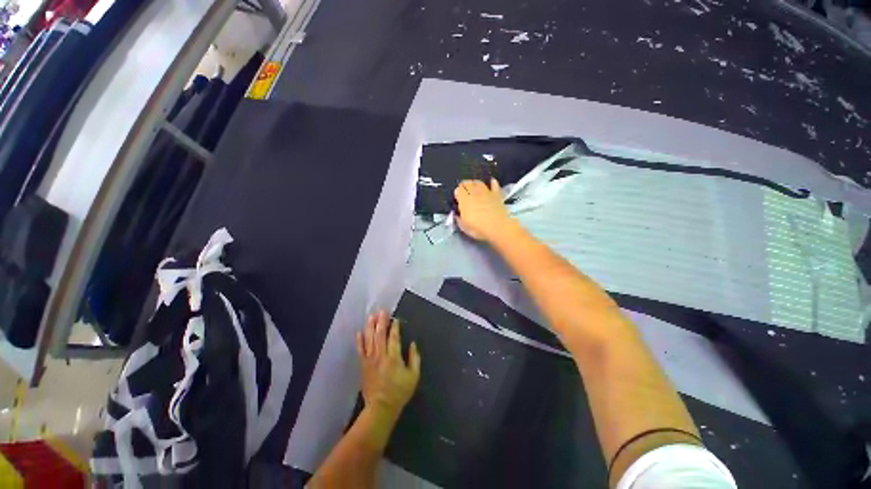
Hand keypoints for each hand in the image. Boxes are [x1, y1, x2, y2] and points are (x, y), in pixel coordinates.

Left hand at [356, 311, 420, 419]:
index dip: (394, 327)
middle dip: (381, 321)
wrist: (381, 408)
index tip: (395, 318)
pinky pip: (360, 350)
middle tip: (382, 310)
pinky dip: (359, 341)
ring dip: (370, 326)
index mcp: (394, 358)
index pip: (394, 338)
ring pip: (369, 339)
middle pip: (380, 335)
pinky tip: (359, 332)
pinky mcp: (363, 365)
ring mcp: (370, 360)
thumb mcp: (413, 376)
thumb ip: (414, 358)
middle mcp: (381, 356)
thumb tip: (412, 343)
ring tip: (371, 316)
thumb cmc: (400, 392)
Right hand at [454, 178, 512, 240]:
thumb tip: (457, 215)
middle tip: (464, 192)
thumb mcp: (463, 227)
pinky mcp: (497, 195)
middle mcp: (474, 193)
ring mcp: (486, 192)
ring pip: (479, 182)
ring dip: (475, 183)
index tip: (457, 199)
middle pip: (467, 183)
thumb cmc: (478, 228)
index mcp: (464, 200)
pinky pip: (494, 184)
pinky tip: (491, 182)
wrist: (498, 227)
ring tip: (474, 187)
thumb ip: (458, 219)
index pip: (458, 190)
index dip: (457, 193)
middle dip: (464, 186)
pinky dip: (492, 182)